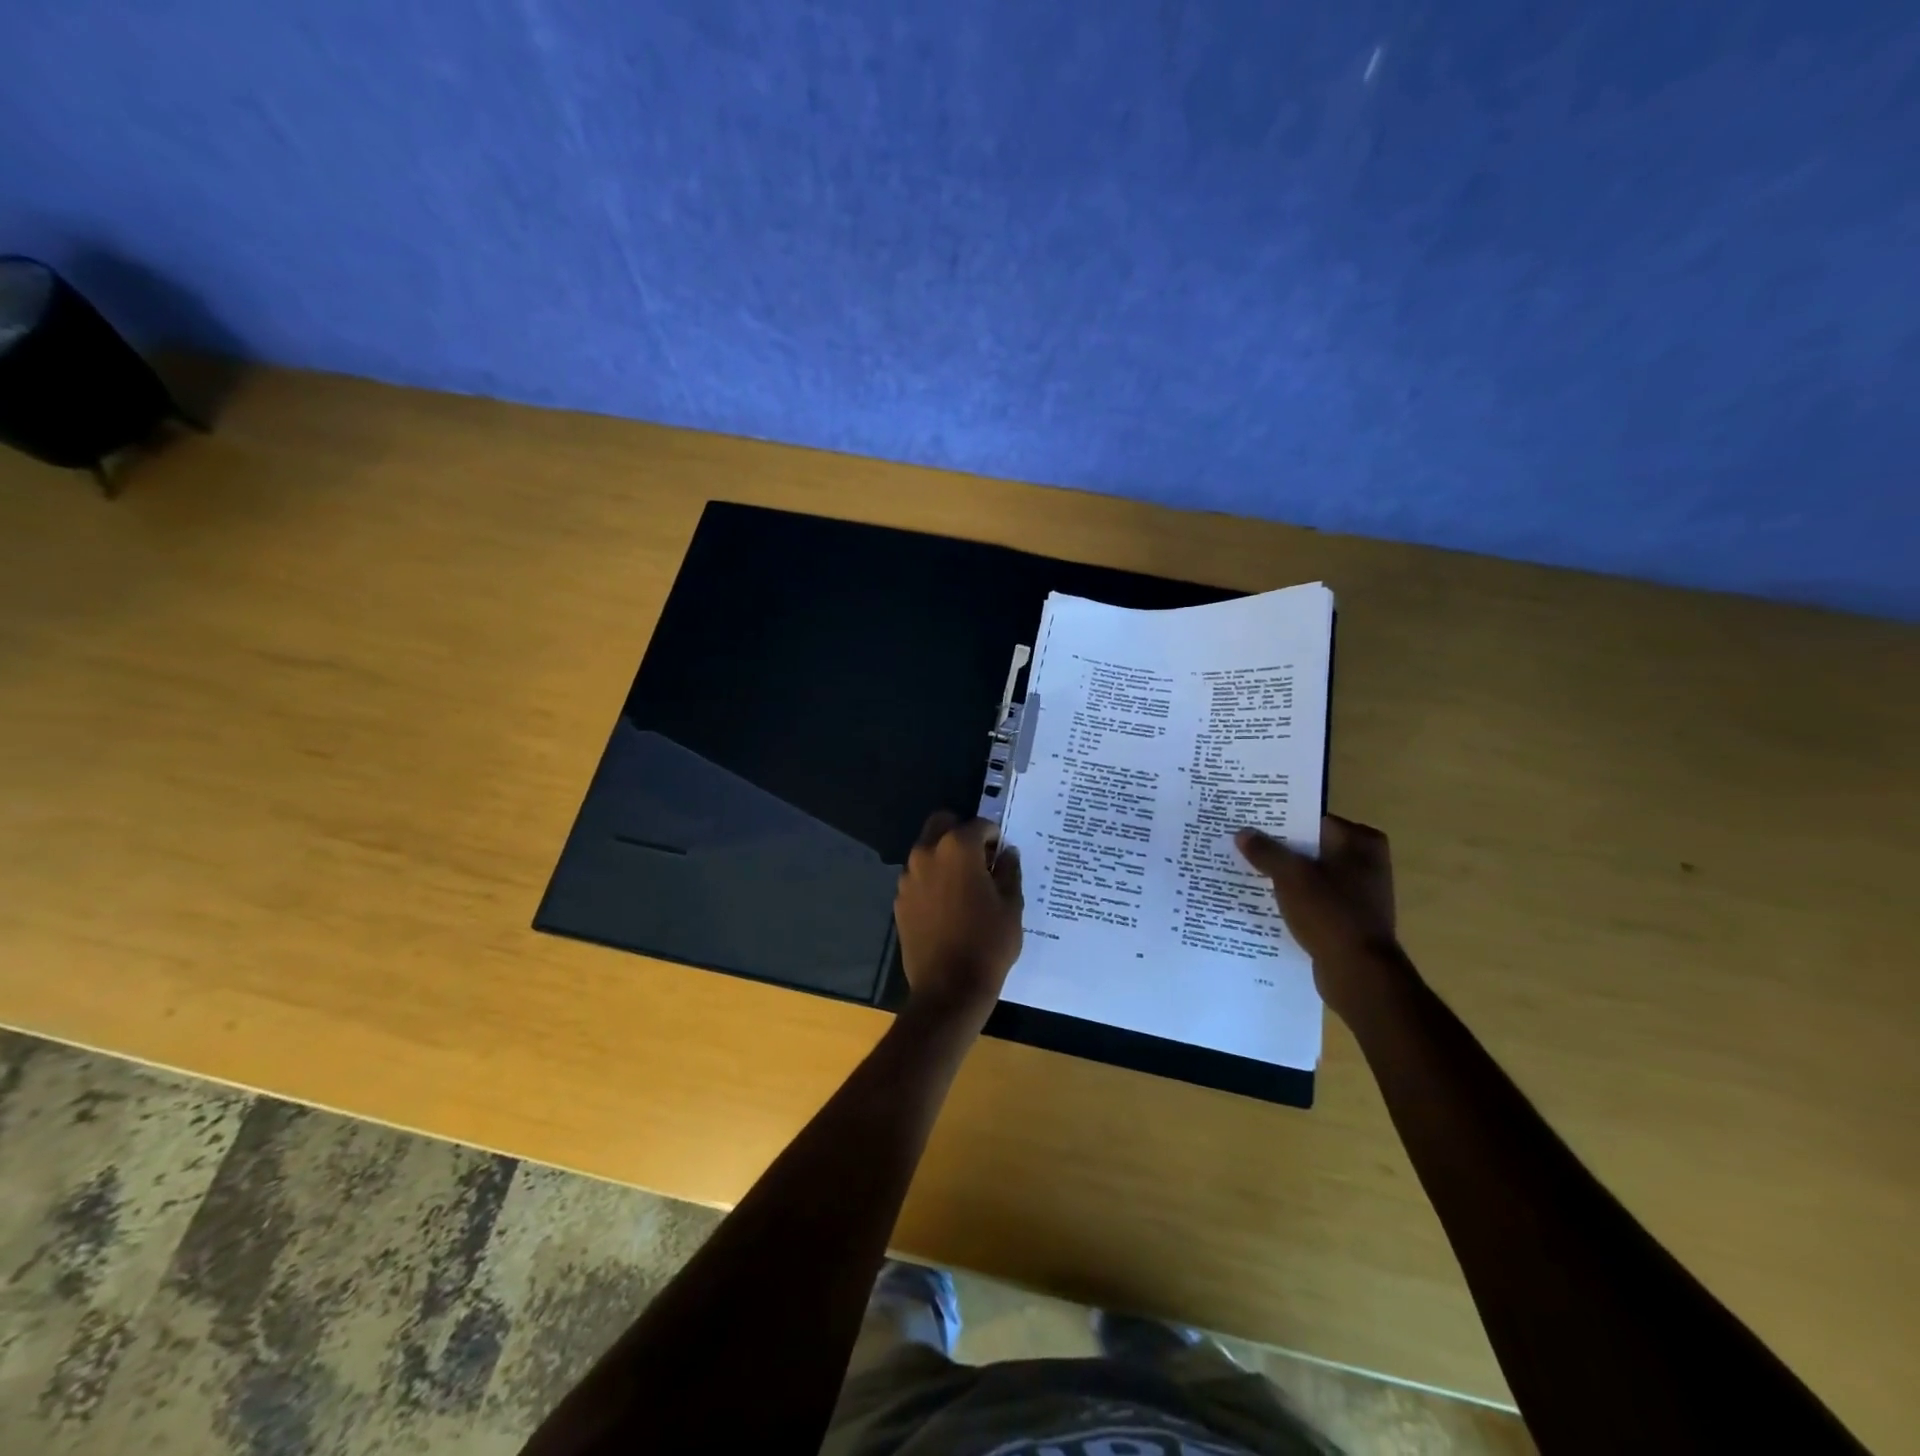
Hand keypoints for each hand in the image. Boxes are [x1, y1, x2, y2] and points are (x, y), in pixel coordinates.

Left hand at [895, 812, 1023, 1027]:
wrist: (949, 989)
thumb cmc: (988, 943)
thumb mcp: (1011, 905)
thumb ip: (1009, 870)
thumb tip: (1007, 852)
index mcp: (957, 848)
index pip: (979, 825)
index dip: (994, 836)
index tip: (1002, 853)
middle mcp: (927, 853)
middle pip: (942, 824)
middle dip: (962, 833)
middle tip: (980, 859)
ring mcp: (908, 877)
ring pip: (927, 849)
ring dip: (944, 855)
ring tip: (965, 885)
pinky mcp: (900, 900)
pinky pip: (918, 877)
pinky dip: (932, 879)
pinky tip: (948, 906)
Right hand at [1234, 815, 1400, 1015]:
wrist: (1359, 974)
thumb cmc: (1330, 913)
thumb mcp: (1290, 876)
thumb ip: (1265, 851)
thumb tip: (1243, 833)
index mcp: (1361, 842)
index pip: (1311, 820)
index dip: (1278, 820)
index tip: (1248, 822)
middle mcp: (1366, 862)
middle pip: (1310, 846)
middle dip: (1278, 848)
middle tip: (1240, 843)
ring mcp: (1360, 892)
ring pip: (1310, 874)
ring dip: (1282, 875)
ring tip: (1244, 870)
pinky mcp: (1348, 917)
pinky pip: (1313, 898)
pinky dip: (1293, 898)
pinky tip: (1264, 900)